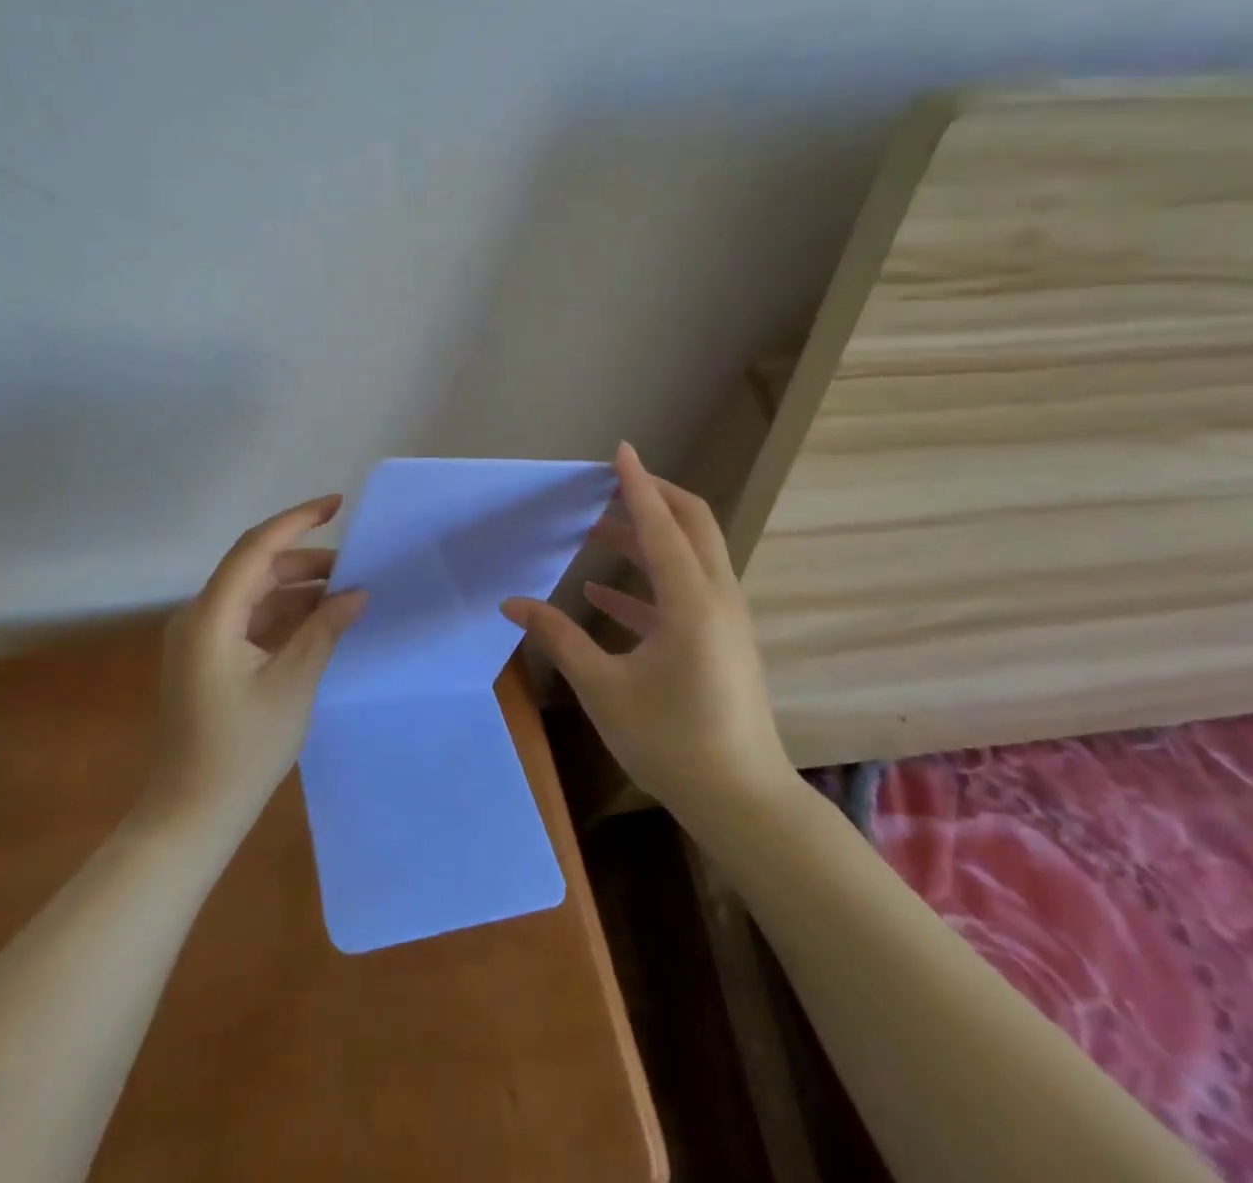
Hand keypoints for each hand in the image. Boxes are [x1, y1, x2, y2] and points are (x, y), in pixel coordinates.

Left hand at [146, 495, 366, 833]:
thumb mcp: (293, 685)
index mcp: (212, 617)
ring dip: (298, 591)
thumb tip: (357, 592)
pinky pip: (250, 621)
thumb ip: (324, 630)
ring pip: (255, 594)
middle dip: (306, 562)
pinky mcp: (209, 658)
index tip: (338, 505)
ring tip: (346, 595)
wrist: (192, 814)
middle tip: (355, 568)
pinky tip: (320, 623)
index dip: (297, 520)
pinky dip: (284, 616)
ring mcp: (201, 638)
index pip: (256, 548)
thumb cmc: (243, 751)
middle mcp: (200, 616)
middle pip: (255, 569)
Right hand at [501, 442, 797, 827]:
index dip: (636, 485)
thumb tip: (511, 604)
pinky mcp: (720, 641)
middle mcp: (716, 598)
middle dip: (653, 497)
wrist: (741, 800)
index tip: (618, 451)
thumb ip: (558, 638)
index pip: (660, 524)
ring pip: (690, 556)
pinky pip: (684, 593)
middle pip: (693, 524)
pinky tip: (602, 593)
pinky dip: (647, 582)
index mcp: (691, 601)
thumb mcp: (604, 688)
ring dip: (647, 537)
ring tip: (596, 530)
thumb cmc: (670, 741)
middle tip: (610, 484)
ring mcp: (724, 619)